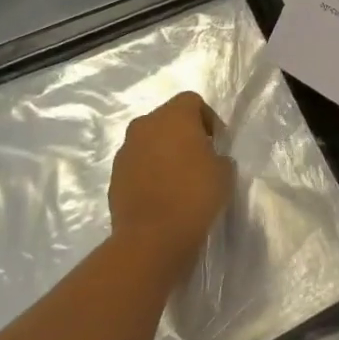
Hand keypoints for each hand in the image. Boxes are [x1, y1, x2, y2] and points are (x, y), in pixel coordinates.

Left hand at [109, 92, 234, 272]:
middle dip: (183, 133)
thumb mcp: (224, 171)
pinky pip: (137, 164)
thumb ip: (217, 155)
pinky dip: (149, 172)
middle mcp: (145, 125)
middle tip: (199, 158)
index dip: (207, 118)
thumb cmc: (194, 195)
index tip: (216, 142)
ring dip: (163, 152)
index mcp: (173, 116)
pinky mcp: (114, 176)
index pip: (192, 101)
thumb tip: (207, 158)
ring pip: (149, 141)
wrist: (151, 238)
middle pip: (167, 118)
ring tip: (179, 179)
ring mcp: (125, 151)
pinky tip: (162, 194)